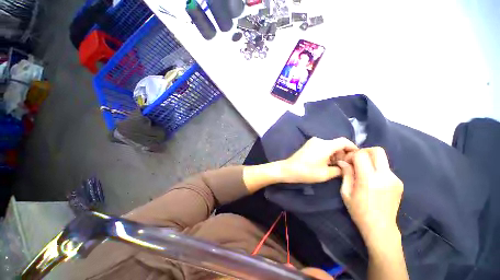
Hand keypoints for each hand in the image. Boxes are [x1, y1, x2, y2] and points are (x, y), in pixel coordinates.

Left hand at [280, 137, 357, 183]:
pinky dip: (327, 153)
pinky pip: (322, 146)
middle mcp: (320, 140)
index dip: (353, 148)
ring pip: (330, 145)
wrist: (288, 169)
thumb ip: (339, 170)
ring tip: (335, 166)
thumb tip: (346, 167)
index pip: (344, 141)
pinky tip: (326, 163)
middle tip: (344, 166)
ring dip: (335, 154)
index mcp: (325, 145)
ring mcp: (313, 141)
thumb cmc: (307, 172)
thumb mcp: (325, 174)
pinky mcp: (309, 144)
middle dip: (343, 153)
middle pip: (337, 144)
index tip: (356, 158)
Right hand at [337, 147, 403, 248]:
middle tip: (356, 160)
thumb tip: (343, 162)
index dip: (352, 155)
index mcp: (369, 179)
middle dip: (364, 151)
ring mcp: (394, 179)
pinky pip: (385, 168)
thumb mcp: (346, 192)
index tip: (347, 162)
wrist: (380, 227)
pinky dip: (376, 169)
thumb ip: (346, 174)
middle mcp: (384, 176)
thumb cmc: (359, 211)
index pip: (361, 155)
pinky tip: (372, 180)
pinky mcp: (399, 182)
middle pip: (377, 151)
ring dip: (370, 160)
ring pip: (382, 159)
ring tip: (363, 172)